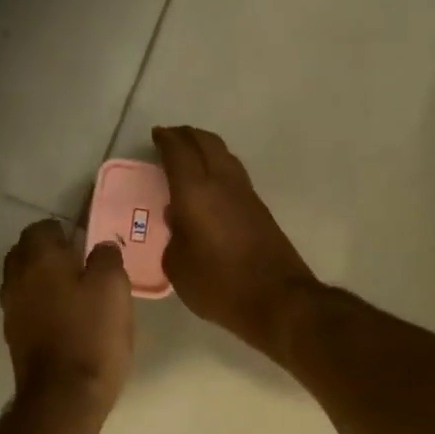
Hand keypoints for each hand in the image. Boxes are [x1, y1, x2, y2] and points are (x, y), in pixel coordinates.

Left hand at [0, 220, 133, 412]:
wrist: (64, 396)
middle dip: (47, 251)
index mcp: (40, 259)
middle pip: (24, 251)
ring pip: (21, 279)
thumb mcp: (114, 288)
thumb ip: (107, 258)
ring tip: (72, 290)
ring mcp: (11, 309)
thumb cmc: (92, 334)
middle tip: (79, 263)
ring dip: (41, 278)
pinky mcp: (14, 336)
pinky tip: (63, 316)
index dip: (64, 230)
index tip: (86, 243)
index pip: (41, 227)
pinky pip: (24, 305)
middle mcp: (17, 278)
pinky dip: (39, 303)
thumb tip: (100, 247)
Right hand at [153, 125, 320, 355]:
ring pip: (225, 155)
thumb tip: (177, 219)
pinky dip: (219, 167)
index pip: (179, 152)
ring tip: (191, 156)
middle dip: (187, 135)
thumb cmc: (219, 285)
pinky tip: (210, 184)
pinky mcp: (261, 209)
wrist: (277, 299)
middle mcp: (223, 183)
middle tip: (172, 138)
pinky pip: (235, 174)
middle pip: (206, 142)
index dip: (166, 139)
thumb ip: (172, 236)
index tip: (156, 134)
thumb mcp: (178, 266)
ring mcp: (246, 194)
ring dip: (206, 148)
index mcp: (196, 191)